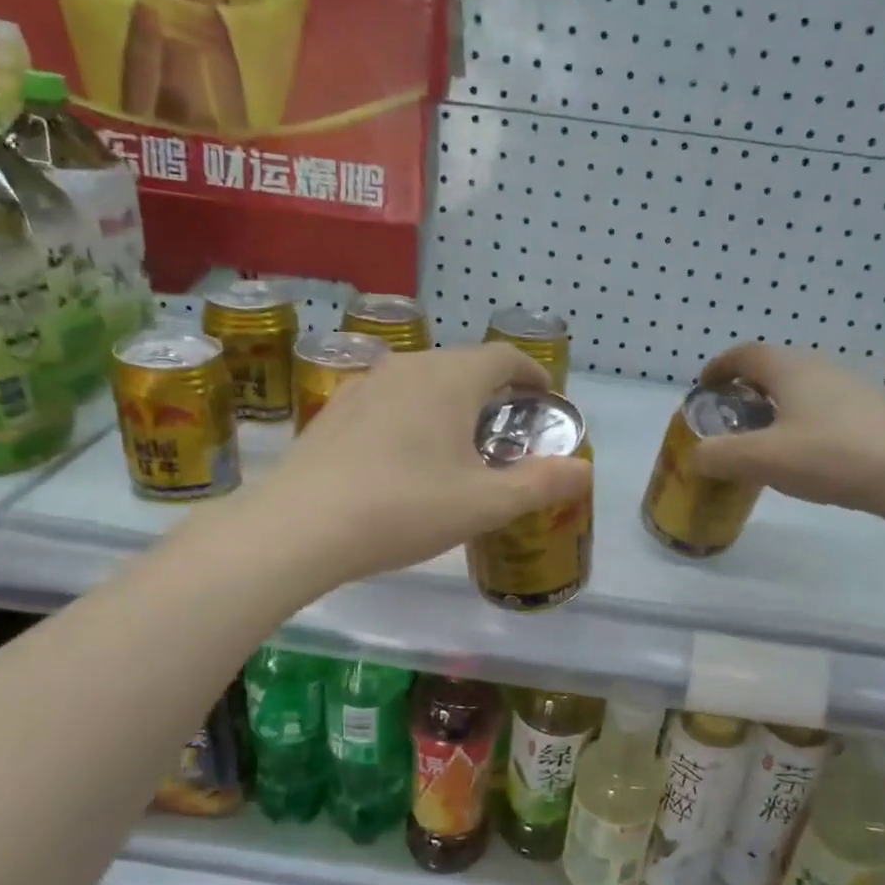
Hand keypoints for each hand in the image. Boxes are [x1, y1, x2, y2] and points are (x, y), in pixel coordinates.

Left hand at [228, 344, 591, 588]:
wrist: (300, 527)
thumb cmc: (404, 508)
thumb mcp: (484, 504)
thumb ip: (540, 484)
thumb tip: (584, 471)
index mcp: (450, 379)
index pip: (504, 357)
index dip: (531, 373)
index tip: (545, 397)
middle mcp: (408, 367)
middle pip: (464, 366)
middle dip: (493, 392)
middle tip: (507, 431)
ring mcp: (365, 385)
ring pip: (424, 382)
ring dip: (451, 403)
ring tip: (458, 444)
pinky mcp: (335, 411)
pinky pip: (390, 401)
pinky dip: (413, 416)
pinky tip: (405, 458)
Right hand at [688, 343, 884, 517]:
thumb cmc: (828, 456)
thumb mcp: (762, 460)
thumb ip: (720, 456)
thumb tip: (696, 456)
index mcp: (790, 369)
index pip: (745, 354)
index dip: (719, 367)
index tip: (704, 387)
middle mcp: (821, 367)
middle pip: (774, 367)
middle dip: (746, 386)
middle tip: (731, 415)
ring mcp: (852, 387)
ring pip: (802, 386)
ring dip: (776, 403)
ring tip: (766, 435)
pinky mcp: (872, 411)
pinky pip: (824, 405)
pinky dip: (802, 417)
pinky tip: (806, 450)